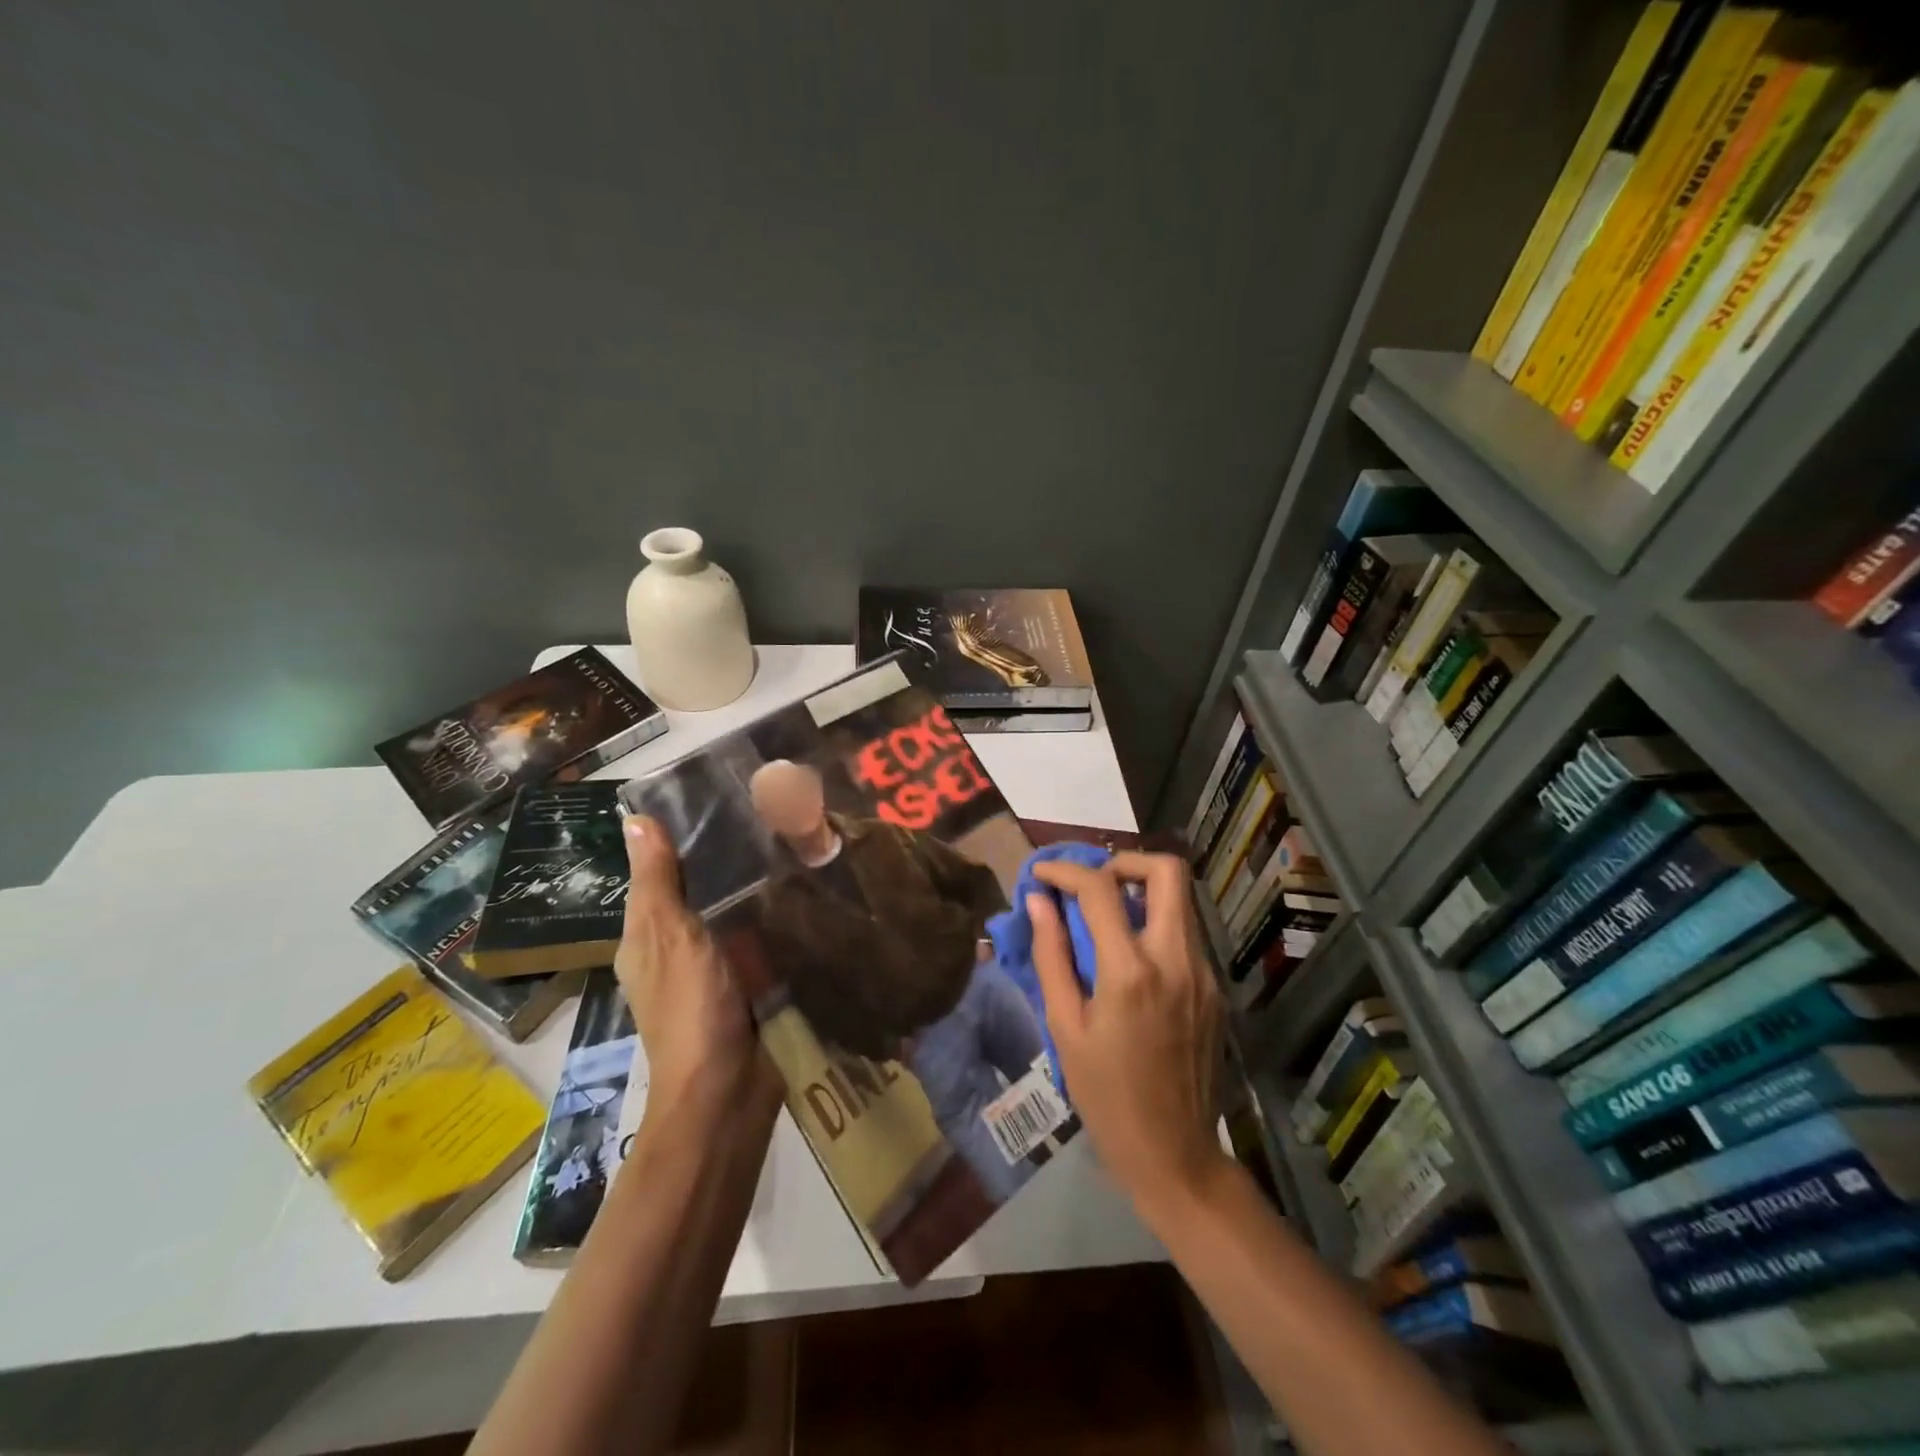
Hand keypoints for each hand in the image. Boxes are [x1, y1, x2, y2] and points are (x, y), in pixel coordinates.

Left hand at [618, 816, 780, 1121]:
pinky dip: (775, 915)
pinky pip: (761, 936)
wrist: (727, 1091)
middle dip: (729, 856)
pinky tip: (805, 887)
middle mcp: (679, 947)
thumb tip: (633, 817)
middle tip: (775, 811)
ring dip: (757, 884)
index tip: (723, 797)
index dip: (684, 836)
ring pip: (735, 911)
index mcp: (648, 935)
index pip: (661, 871)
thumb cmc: (691, 1008)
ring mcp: (717, 967)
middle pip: (701, 890)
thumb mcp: (671, 937)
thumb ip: (658, 881)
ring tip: (797, 836)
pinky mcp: (751, 981)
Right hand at [1027, 852, 1226, 1216]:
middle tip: (1092, 882)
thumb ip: (1051, 955)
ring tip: (1105, 916)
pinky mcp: (1215, 990)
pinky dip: (1155, 925)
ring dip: (1142, 892)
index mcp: (1131, 971)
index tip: (1043, 873)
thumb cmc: (1106, 1096)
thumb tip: (1038, 902)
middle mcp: (1177, 960)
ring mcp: (1204, 974)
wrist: (1175, 1155)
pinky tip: (1130, 957)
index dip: (1065, 870)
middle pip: (1167, 871)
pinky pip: (1186, 935)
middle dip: (1124, 861)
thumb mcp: (1065, 1027)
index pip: (1100, 889)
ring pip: (1181, 900)